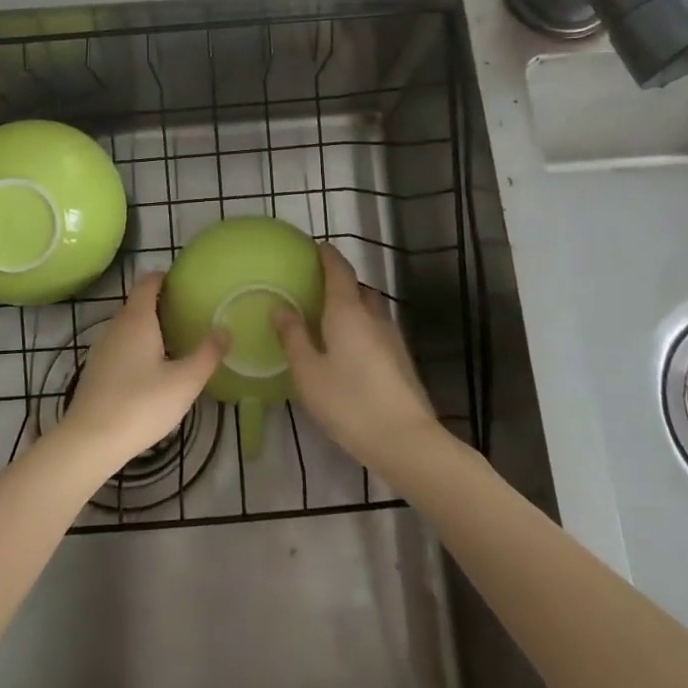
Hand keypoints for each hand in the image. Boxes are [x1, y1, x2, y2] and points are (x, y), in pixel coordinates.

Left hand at [57, 272, 226, 469]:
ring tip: (176, 341)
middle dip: (162, 304)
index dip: (165, 277)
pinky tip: (153, 370)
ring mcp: (102, 349)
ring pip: (129, 327)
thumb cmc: (141, 404)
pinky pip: (121, 346)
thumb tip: (225, 330)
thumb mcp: (185, 381)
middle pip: (138, 303)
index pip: (148, 282)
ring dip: (150, 328)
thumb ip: (208, 354)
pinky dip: (138, 347)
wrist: (90, 441)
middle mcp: (116, 326)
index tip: (186, 283)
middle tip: (189, 314)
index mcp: (137, 320)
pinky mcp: (97, 370)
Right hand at [274, 244, 438, 473]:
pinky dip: (361, 327)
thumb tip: (280, 307)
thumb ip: (293, 337)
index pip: (339, 269)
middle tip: (313, 288)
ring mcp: (392, 338)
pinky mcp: (401, 360)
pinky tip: (348, 350)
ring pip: (370, 309)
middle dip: (338, 282)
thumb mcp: (308, 372)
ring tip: (328, 320)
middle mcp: (373, 316)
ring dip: (352, 306)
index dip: (327, 255)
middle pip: (357, 287)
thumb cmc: (349, 402)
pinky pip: (376, 329)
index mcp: (348, 311)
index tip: (314, 247)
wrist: (406, 441)